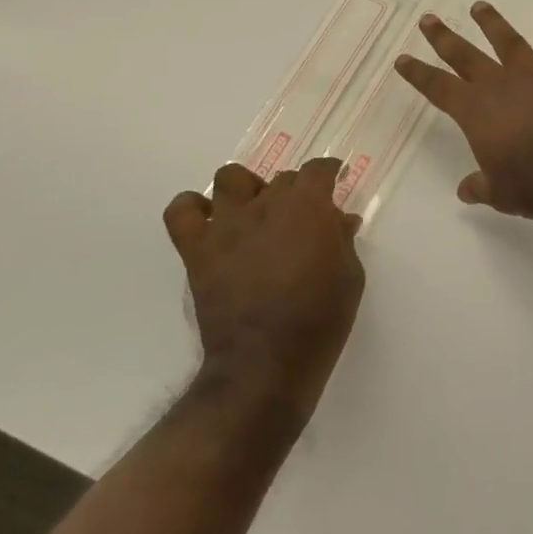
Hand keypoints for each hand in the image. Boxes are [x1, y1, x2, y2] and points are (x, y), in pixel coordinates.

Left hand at [164, 159, 364, 416]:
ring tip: (254, 212)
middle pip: (280, 178)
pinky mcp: (198, 250)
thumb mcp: (350, 276)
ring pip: (230, 178)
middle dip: (295, 191)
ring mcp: (227, 225)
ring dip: (247, 189)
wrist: (266, 363)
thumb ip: (342, 240)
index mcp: (308, 207)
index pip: (317, 170)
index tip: (334, 180)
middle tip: (300, 218)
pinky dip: (192, 208)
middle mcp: (265, 205)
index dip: (328, 172)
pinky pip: (181, 211)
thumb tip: (339, 220)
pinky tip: (209, 223)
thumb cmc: (320, 320)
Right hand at [396, 1, 532, 218]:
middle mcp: (500, 84)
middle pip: (465, 55)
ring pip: (508, 40)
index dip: (418, 73)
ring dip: (492, 23)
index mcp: (476, 112)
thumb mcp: (501, 194)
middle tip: (428, 19)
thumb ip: (481, 186)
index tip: (403, 59)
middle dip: (444, 38)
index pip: (438, 87)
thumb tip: (465, 190)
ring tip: (479, 6)